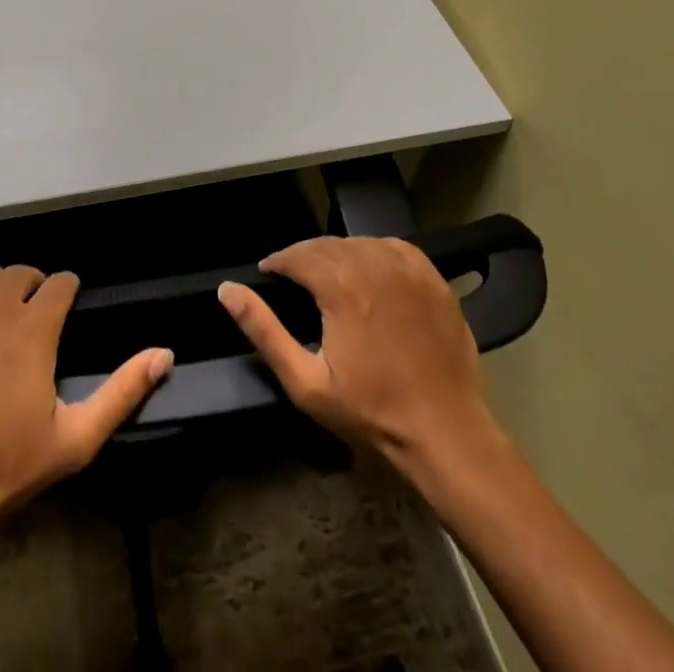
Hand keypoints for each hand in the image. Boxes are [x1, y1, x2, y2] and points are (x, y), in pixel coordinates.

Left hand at [0, 265, 172, 540]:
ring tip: (0, 319)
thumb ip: (122, 393)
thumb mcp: (73, 441)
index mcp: (33, 328)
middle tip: (34, 321)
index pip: (61, 282)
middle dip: (34, 289)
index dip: (69, 291)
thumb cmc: (0, 467)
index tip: (67, 309)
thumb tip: (164, 354)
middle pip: (22, 272)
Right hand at [218, 237, 503, 479]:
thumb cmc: (370, 411)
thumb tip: (228, 291)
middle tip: (295, 280)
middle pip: (327, 245)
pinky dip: (374, 252)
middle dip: (305, 257)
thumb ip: (263, 331)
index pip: (298, 254)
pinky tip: (370, 272)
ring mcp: (407, 269)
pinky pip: (393, 247)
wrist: (445, 431)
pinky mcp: (432, 278)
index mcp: (341, 285)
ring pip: (359, 242)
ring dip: (338, 254)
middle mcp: (373, 264)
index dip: (278, 261)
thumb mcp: (305, 382)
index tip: (268, 273)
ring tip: (329, 277)